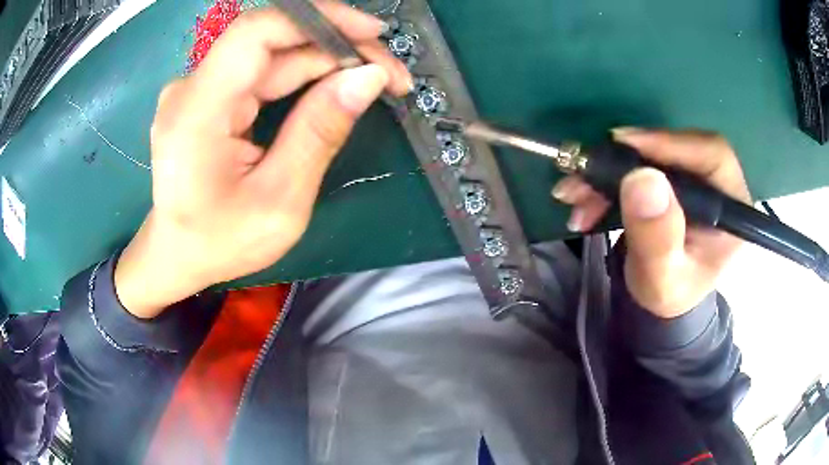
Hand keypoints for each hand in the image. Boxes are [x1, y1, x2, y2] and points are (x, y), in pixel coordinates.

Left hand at [114, 4, 411, 318]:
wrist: (178, 254)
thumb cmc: (221, 242)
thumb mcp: (279, 201)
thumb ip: (319, 132)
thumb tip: (368, 77)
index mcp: (197, 111)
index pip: (257, 31)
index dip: (319, 19)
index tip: (372, 34)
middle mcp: (192, 88)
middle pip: (273, 40)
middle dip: (338, 49)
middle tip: (390, 75)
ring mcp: (198, 89)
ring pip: (273, 55)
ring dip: (327, 63)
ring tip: (374, 82)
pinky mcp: (209, 96)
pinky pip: (262, 72)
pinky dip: (304, 76)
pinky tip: (335, 89)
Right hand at [552, 129, 751, 318]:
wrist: (661, 297)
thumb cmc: (669, 293)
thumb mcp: (663, 278)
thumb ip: (658, 237)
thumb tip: (642, 180)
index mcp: (732, 206)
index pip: (711, 155)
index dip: (670, 143)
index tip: (624, 144)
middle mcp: (716, 183)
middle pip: (675, 148)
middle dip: (626, 160)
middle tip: (585, 173)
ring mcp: (693, 177)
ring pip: (651, 154)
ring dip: (608, 171)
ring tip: (574, 194)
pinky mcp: (671, 177)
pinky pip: (639, 164)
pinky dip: (607, 178)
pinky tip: (584, 197)